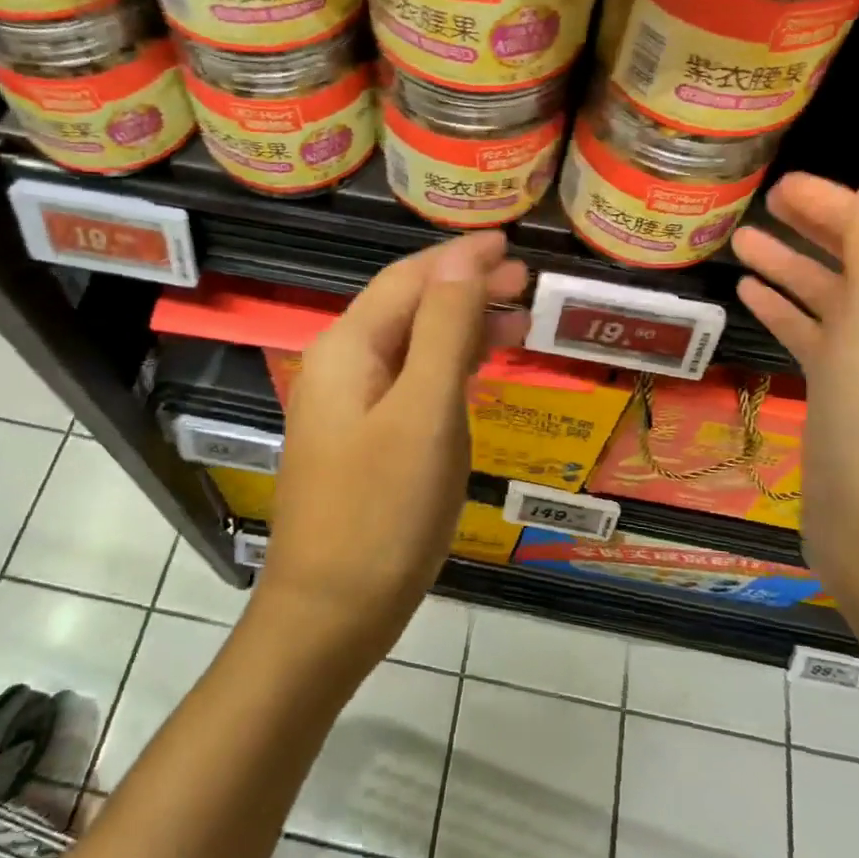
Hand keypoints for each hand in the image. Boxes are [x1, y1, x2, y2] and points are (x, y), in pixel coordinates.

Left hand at [257, 231, 530, 662]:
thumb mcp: (424, 412)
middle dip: (465, 289)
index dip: (460, 257)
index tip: (512, 244)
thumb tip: (463, 259)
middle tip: (527, 284)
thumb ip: (444, 329)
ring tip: (517, 323)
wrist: (330, 613)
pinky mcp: (363, 441)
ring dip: (461, 328)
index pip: (408, 279)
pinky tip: (477, 374)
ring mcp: (349, 407)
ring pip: (412, 347)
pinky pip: (410, 385)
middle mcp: (341, 367)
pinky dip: (448, 369)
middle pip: (409, 308)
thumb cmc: (383, 511)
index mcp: (348, 348)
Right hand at [731, 176, 858, 585]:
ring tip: (741, 242)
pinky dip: (783, 311)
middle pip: (855, 260)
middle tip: (763, 202)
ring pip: (827, 296)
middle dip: (814, 226)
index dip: (837, 204)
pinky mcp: (837, 393)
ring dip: (789, 266)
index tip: (784, 185)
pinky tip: (750, 298)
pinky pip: (810, 335)